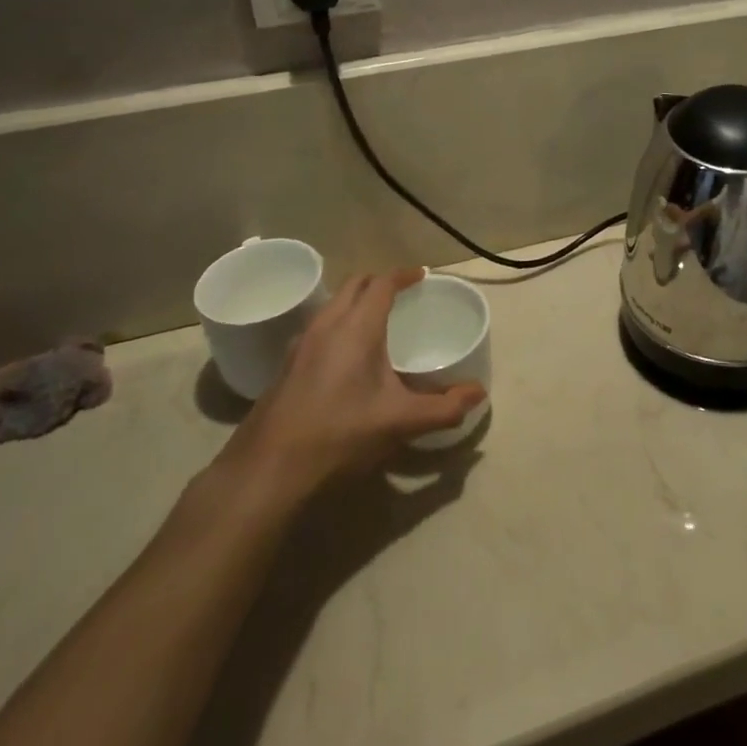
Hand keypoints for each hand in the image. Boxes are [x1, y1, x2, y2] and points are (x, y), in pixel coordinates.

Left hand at [214, 268, 485, 503]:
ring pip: (332, 304)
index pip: (382, 282)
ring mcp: (301, 344)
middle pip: (354, 284)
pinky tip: (345, 357)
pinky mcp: (286, 365)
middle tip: (401, 294)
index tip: (421, 276)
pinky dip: (338, 324)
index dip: (403, 274)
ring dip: (355, 302)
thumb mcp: (400, 423)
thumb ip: (444, 407)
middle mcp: (327, 324)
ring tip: (375, 322)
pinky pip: (318, 326)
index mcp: (357, 327)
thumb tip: (479, 394)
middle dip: (379, 282)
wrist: (267, 471)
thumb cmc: (340, 435)